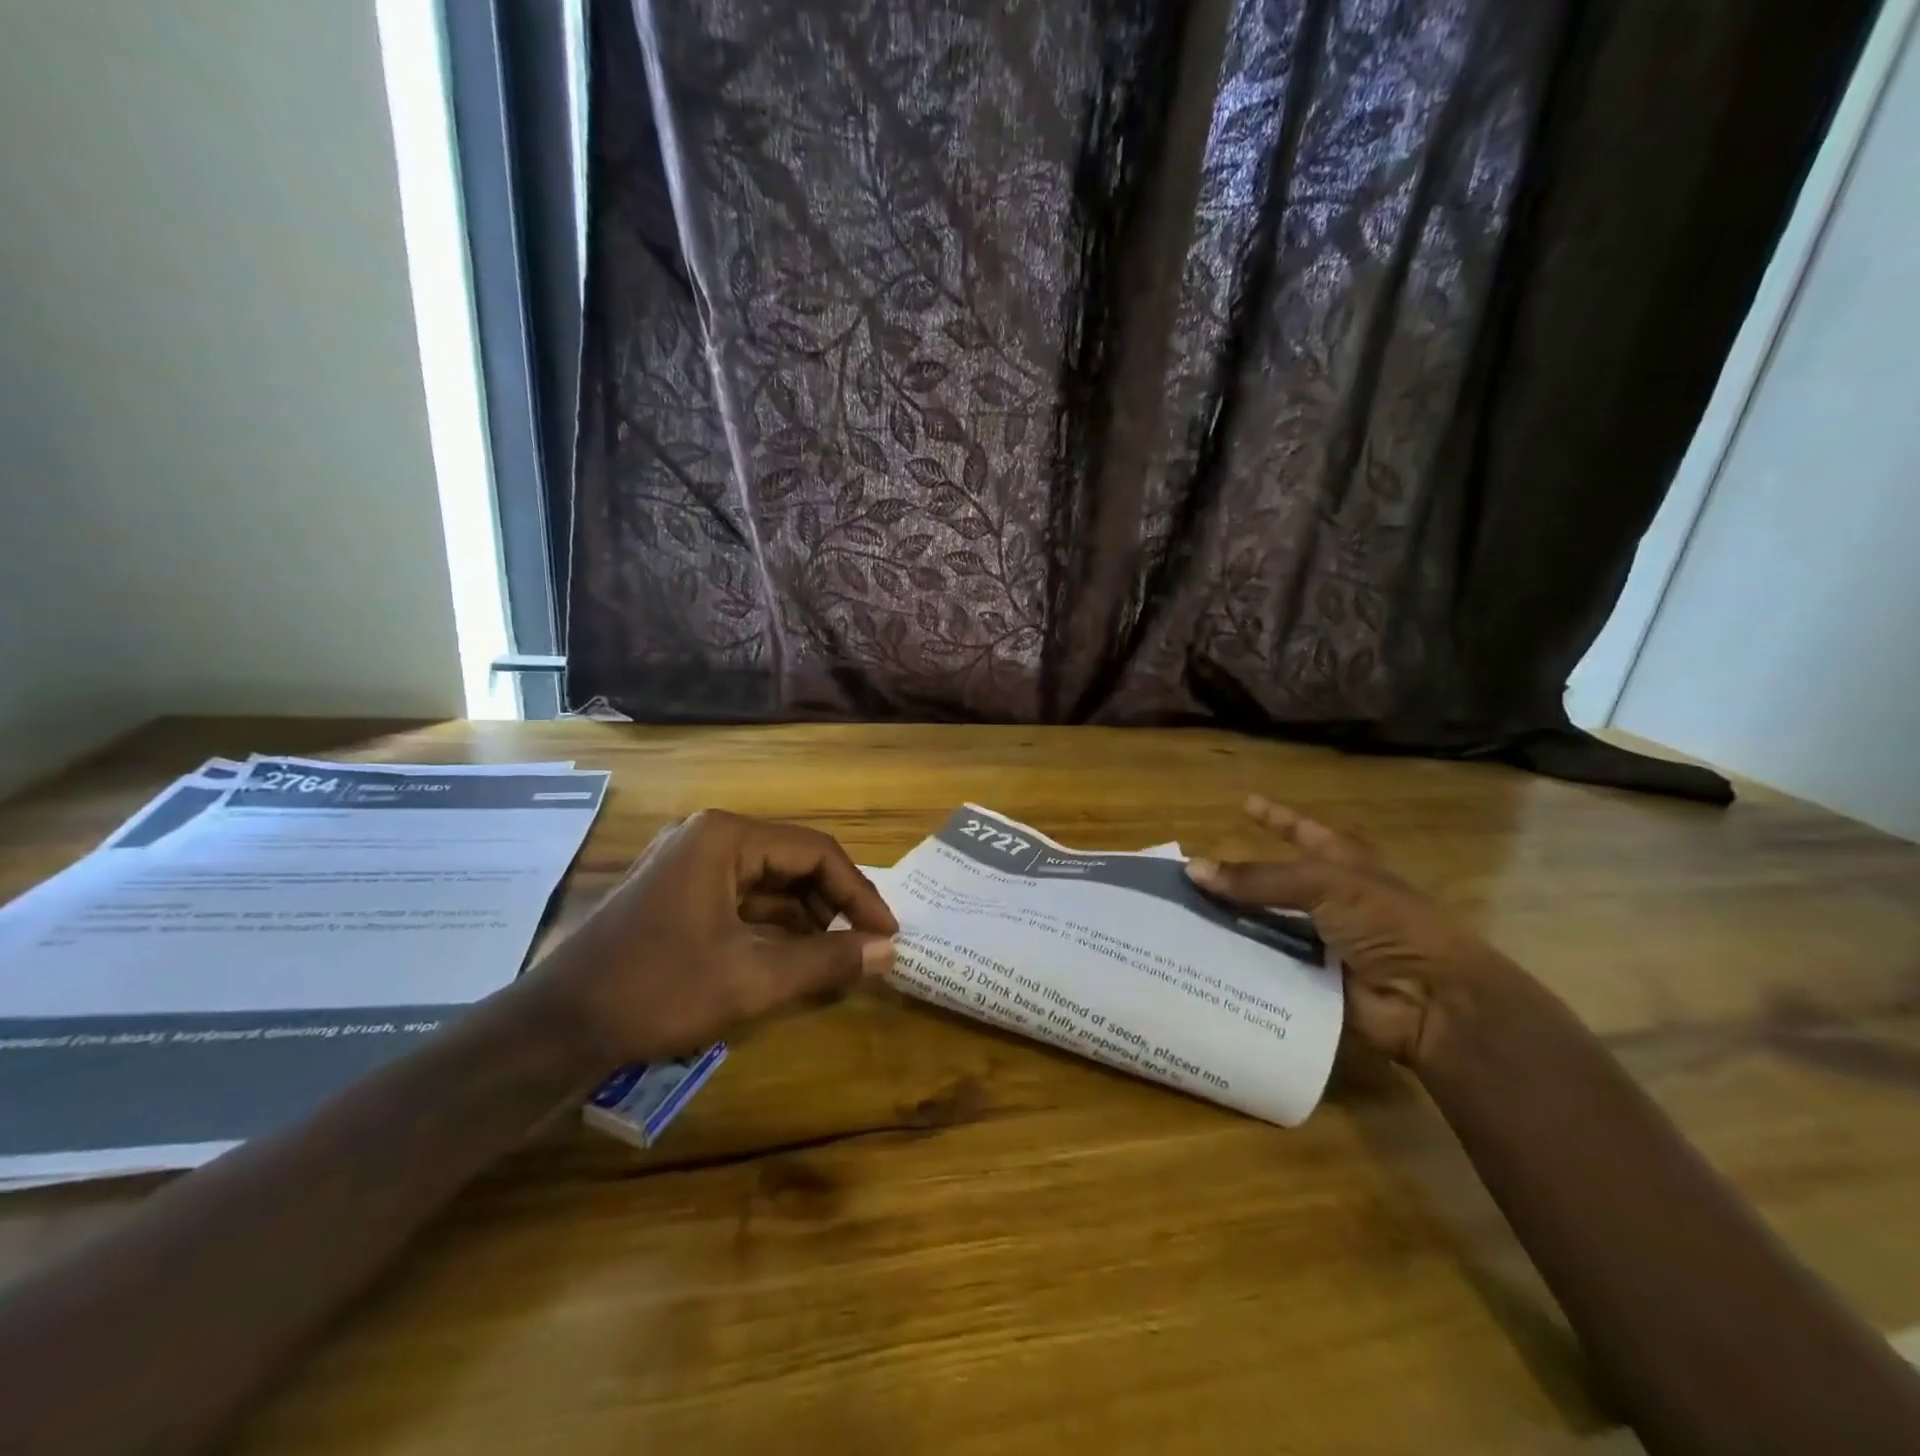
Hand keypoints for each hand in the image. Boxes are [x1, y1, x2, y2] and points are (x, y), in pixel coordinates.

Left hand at [524, 810, 898, 1067]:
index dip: (859, 894)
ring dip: (805, 918)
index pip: (817, 852)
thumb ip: (827, 960)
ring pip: (768, 883)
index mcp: (727, 837)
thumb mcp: (752, 978)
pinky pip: (741, 899)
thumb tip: (890, 951)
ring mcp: (687, 863)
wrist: (553, 1028)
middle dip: (833, 905)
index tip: (888, 934)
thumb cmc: (657, 990)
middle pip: (793, 862)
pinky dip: (772, 926)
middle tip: (864, 947)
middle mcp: (709, 837)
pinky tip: (793, 957)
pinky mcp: (676, 892)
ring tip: (836, 957)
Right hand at [1186, 796, 1530, 1068]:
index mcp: (1344, 866)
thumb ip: (1258, 879)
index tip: (1243, 802)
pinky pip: (1266, 970)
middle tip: (1185, 877)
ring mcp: (1321, 944)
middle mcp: (1330, 902)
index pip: (1304, 832)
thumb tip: (1193, 870)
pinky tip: (1199, 962)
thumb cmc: (1387, 924)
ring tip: (1179, 921)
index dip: (1276, 818)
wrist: (1431, 1001)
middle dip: (1234, 883)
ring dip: (1229, 927)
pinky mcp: (1311, 983)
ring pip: (1263, 929)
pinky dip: (1237, 966)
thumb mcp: (1324, 885)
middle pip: (1273, 886)